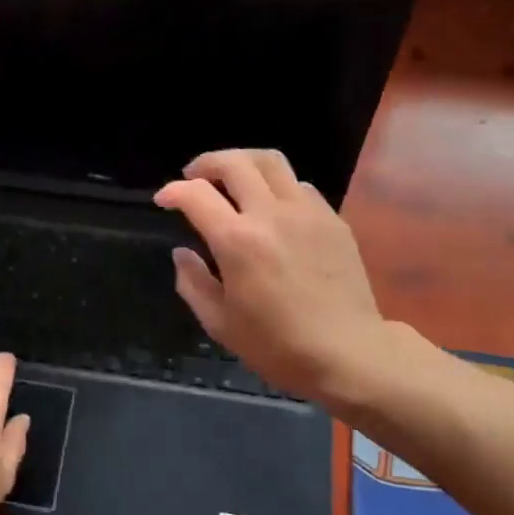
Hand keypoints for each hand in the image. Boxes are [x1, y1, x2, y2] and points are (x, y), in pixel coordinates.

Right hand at [156, 149, 390, 406]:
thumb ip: (193, 283)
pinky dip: (276, 186)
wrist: (350, 354)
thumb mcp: (221, 324)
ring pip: (270, 161)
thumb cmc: (279, 346)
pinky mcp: (332, 218)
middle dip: (206, 163)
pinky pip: (299, 185)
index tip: (164, 199)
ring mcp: (306, 211)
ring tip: (232, 180)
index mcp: (237, 241)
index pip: (195, 194)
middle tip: (194, 177)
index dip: (172, 191)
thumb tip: (182, 253)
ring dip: (243, 163)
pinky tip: (273, 208)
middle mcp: (270, 214)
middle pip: (234, 162)